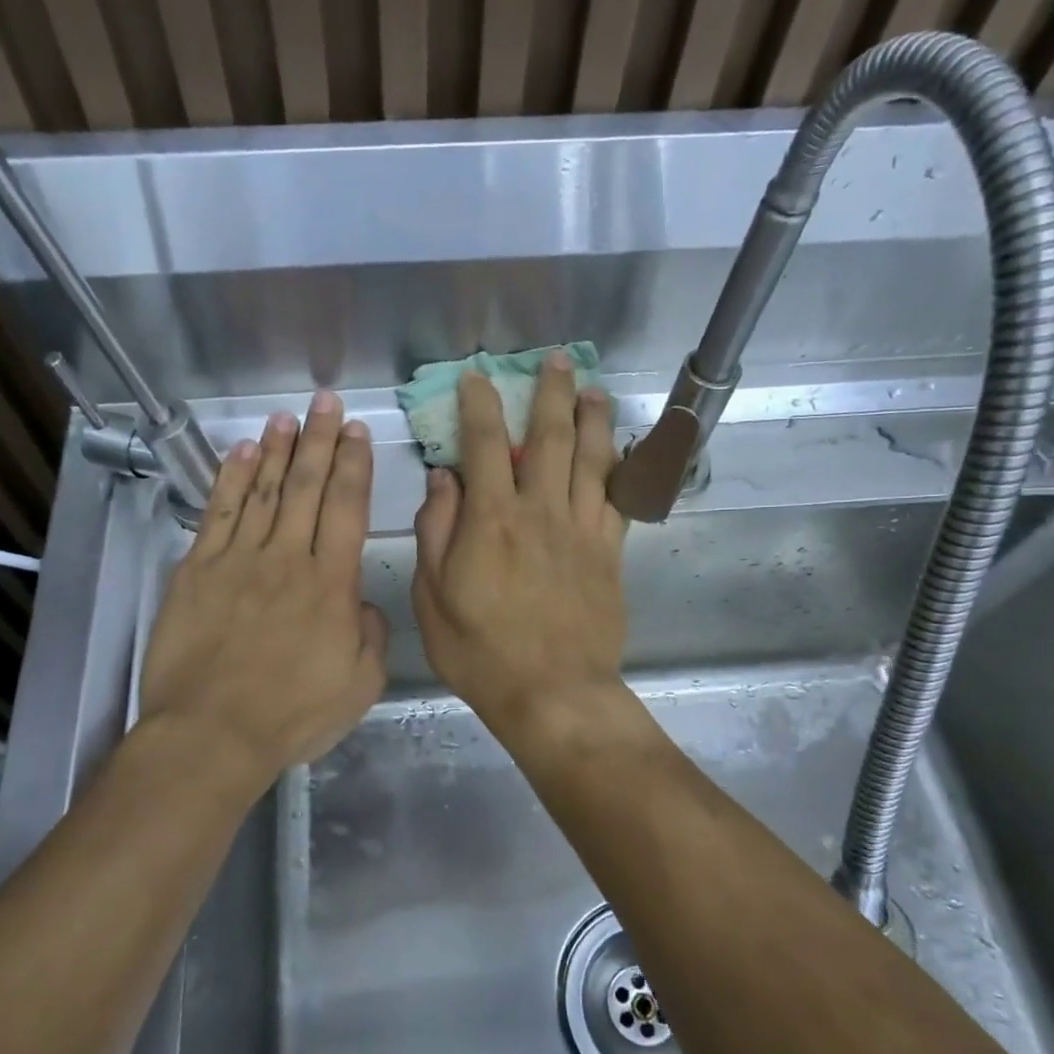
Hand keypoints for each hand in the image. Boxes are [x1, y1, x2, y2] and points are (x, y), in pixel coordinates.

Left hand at [140, 392, 387, 781]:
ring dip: (276, 450)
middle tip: (326, 404)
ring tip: (286, 417)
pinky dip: (230, 480)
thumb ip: (372, 636)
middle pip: (305, 487)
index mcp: (331, 585)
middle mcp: (286, 559)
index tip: (357, 433)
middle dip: (319, 441)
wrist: (212, 734)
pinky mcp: (197, 571)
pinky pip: (218, 514)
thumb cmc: (292, 715)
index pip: (345, 508)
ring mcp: (238, 561)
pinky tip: (240, 453)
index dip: (353, 465)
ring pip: (262, 491)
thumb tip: (363, 602)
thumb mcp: (359, 685)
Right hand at [411, 353, 627, 739]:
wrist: (553, 693)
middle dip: (550, 393)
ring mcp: (581, 530)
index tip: (477, 377)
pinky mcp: (608, 553)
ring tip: (594, 389)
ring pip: (591, 459)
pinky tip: (621, 450)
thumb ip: (437, 531)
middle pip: (548, 438)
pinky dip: (620, 468)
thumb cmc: (481, 652)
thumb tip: (443, 479)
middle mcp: (540, 511)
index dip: (479, 405)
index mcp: (491, 519)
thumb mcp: (433, 598)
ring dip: (593, 418)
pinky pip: (617, 499)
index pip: (484, 445)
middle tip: (556, 360)